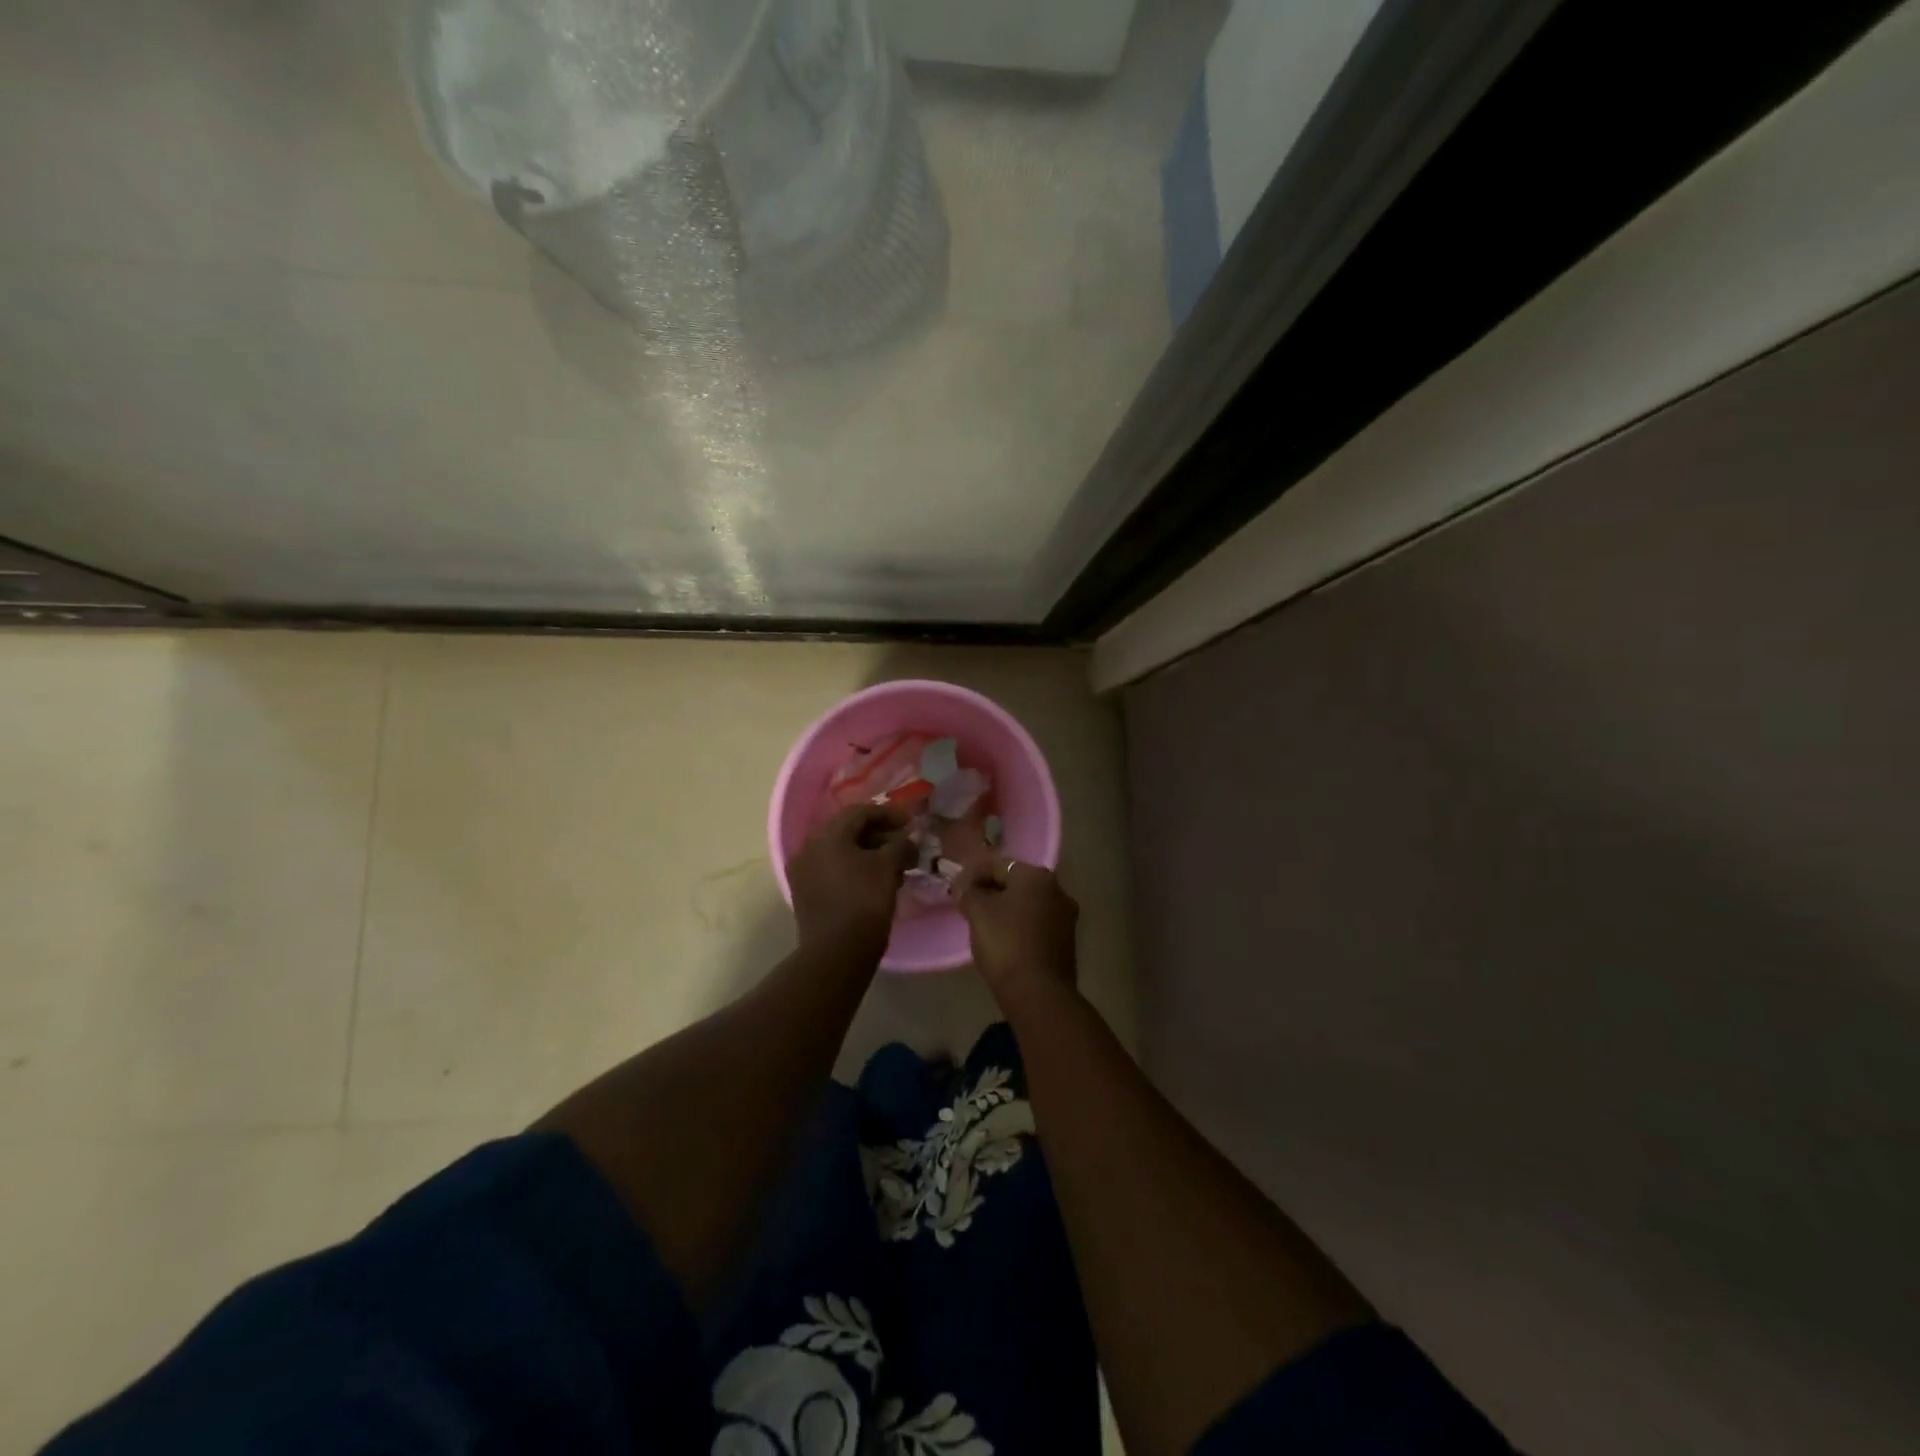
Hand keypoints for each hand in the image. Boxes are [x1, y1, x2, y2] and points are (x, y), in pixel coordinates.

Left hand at [788, 803, 913, 956]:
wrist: (835, 953)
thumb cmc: (864, 902)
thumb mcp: (888, 867)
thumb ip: (901, 845)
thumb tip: (909, 839)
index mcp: (826, 835)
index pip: (860, 812)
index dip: (889, 814)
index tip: (911, 824)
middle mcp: (808, 848)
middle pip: (848, 831)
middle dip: (879, 834)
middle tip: (904, 844)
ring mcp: (803, 872)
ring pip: (840, 852)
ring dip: (869, 853)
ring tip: (895, 865)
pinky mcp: (806, 894)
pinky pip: (833, 870)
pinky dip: (855, 869)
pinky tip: (876, 881)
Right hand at [958, 858, 1078, 1000]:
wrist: (1038, 993)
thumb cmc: (1006, 943)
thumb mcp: (978, 913)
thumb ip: (968, 893)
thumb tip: (965, 888)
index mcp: (1037, 876)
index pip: (997, 864)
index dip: (972, 875)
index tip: (955, 892)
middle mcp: (1057, 890)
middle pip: (1015, 883)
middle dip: (990, 891)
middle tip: (968, 907)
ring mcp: (1065, 916)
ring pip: (1026, 904)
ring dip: (1005, 909)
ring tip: (983, 924)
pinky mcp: (1066, 941)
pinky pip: (1036, 923)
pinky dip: (1018, 926)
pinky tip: (1003, 940)